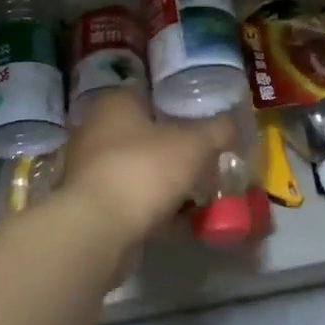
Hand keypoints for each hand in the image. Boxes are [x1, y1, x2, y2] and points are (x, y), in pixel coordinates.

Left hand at [54, 90, 235, 246]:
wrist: (98, 231)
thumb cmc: (145, 170)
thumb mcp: (195, 144)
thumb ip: (218, 130)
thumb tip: (234, 122)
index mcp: (114, 103)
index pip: (149, 92)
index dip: (178, 102)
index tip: (203, 118)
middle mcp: (95, 131)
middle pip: (144, 133)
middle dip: (174, 146)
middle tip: (206, 156)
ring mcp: (89, 171)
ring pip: (138, 169)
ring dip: (165, 180)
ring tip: (200, 191)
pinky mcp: (91, 208)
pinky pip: (132, 201)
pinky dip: (155, 208)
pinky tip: (183, 220)